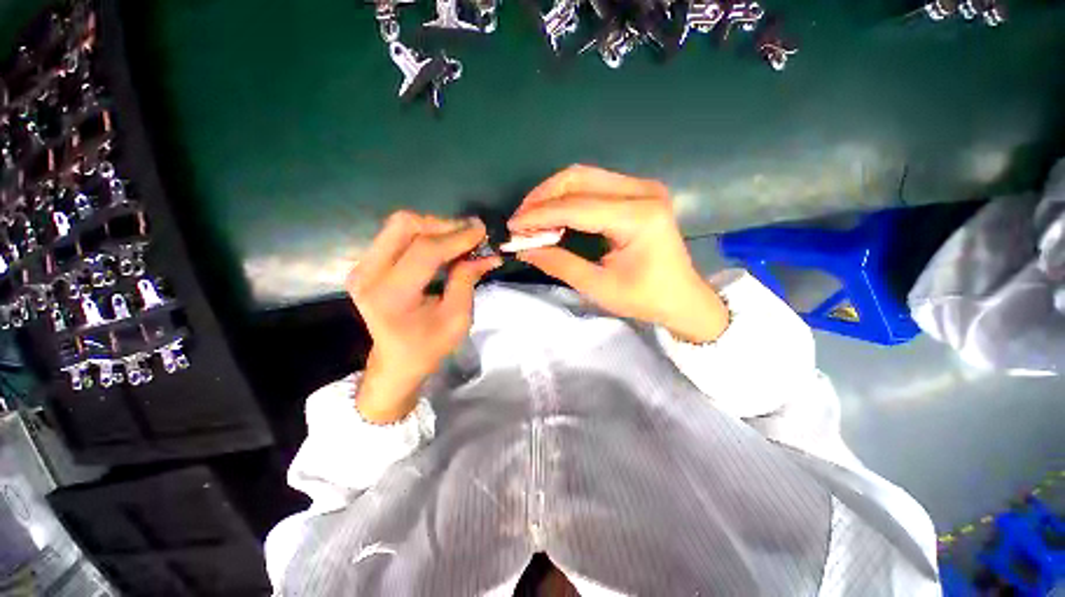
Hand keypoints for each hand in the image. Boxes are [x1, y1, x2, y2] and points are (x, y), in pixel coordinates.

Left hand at [347, 211, 500, 422]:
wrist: (396, 360)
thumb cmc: (429, 346)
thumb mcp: (457, 318)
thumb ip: (467, 280)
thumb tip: (488, 253)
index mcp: (391, 296)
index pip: (425, 251)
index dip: (457, 237)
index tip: (482, 231)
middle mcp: (368, 275)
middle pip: (404, 226)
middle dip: (443, 225)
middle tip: (470, 234)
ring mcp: (362, 267)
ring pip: (399, 225)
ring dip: (434, 227)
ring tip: (460, 239)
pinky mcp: (365, 264)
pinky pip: (396, 235)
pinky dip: (424, 234)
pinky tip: (443, 245)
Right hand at [508, 165, 728, 342]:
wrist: (682, 298)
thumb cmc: (644, 298)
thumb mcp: (598, 287)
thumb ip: (559, 264)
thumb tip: (523, 249)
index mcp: (638, 217)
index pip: (576, 207)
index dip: (539, 215)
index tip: (513, 226)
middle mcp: (643, 191)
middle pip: (578, 179)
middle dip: (542, 198)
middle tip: (521, 220)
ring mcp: (643, 187)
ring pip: (584, 177)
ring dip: (553, 195)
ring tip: (532, 217)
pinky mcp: (639, 192)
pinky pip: (594, 184)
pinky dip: (568, 197)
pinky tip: (554, 214)